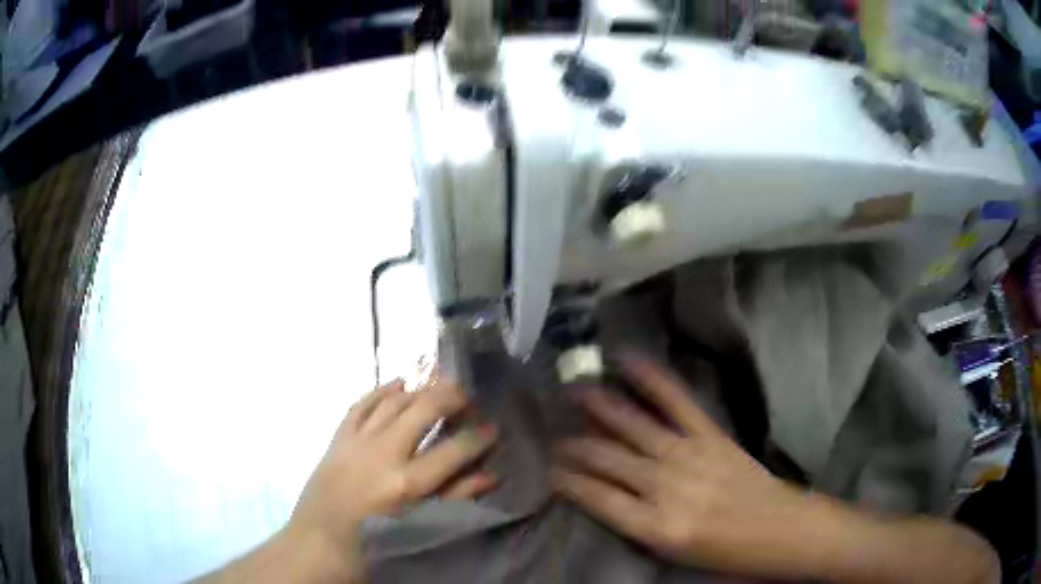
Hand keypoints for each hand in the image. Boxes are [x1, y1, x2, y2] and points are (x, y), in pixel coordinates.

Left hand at [287, 377, 497, 580]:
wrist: (320, 541)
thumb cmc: (376, 540)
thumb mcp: (421, 524)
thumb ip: (456, 498)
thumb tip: (491, 475)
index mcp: (407, 483)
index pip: (454, 450)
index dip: (479, 437)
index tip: (493, 429)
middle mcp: (384, 454)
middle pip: (423, 410)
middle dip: (451, 397)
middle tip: (468, 396)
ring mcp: (357, 441)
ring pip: (393, 401)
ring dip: (419, 390)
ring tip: (438, 389)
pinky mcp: (338, 437)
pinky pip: (361, 404)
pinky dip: (381, 391)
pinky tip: (398, 384)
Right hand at [550, 354, 818, 579]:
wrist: (782, 532)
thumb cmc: (726, 555)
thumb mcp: (672, 555)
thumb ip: (636, 526)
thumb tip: (605, 498)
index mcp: (655, 527)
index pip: (594, 496)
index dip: (564, 479)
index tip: (544, 467)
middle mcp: (666, 487)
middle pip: (606, 458)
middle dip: (571, 446)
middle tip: (548, 432)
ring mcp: (690, 455)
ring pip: (633, 426)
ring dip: (599, 407)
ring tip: (572, 390)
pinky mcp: (712, 436)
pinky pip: (678, 402)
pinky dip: (653, 379)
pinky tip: (629, 361)